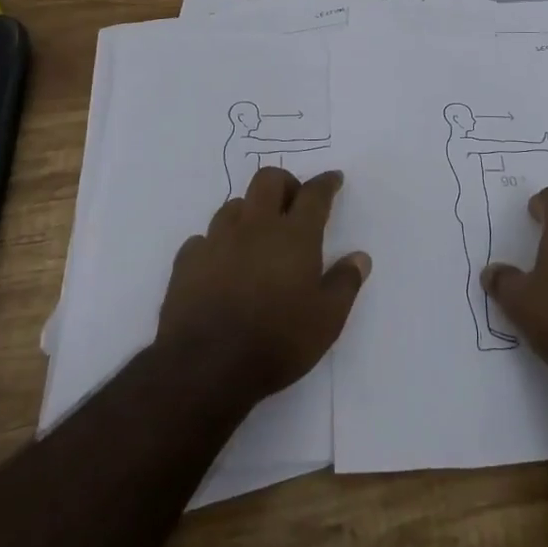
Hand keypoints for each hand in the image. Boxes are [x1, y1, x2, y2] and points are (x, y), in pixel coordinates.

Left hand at [156, 166, 369, 403]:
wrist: (205, 367)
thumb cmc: (276, 341)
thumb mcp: (327, 320)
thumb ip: (345, 283)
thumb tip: (360, 257)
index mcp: (294, 235)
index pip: (314, 194)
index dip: (326, 183)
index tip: (334, 179)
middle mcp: (255, 227)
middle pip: (268, 180)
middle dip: (285, 183)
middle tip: (293, 203)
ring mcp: (217, 240)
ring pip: (234, 206)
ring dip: (249, 212)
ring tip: (257, 236)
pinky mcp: (187, 262)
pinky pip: (203, 239)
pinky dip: (216, 245)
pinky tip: (220, 264)